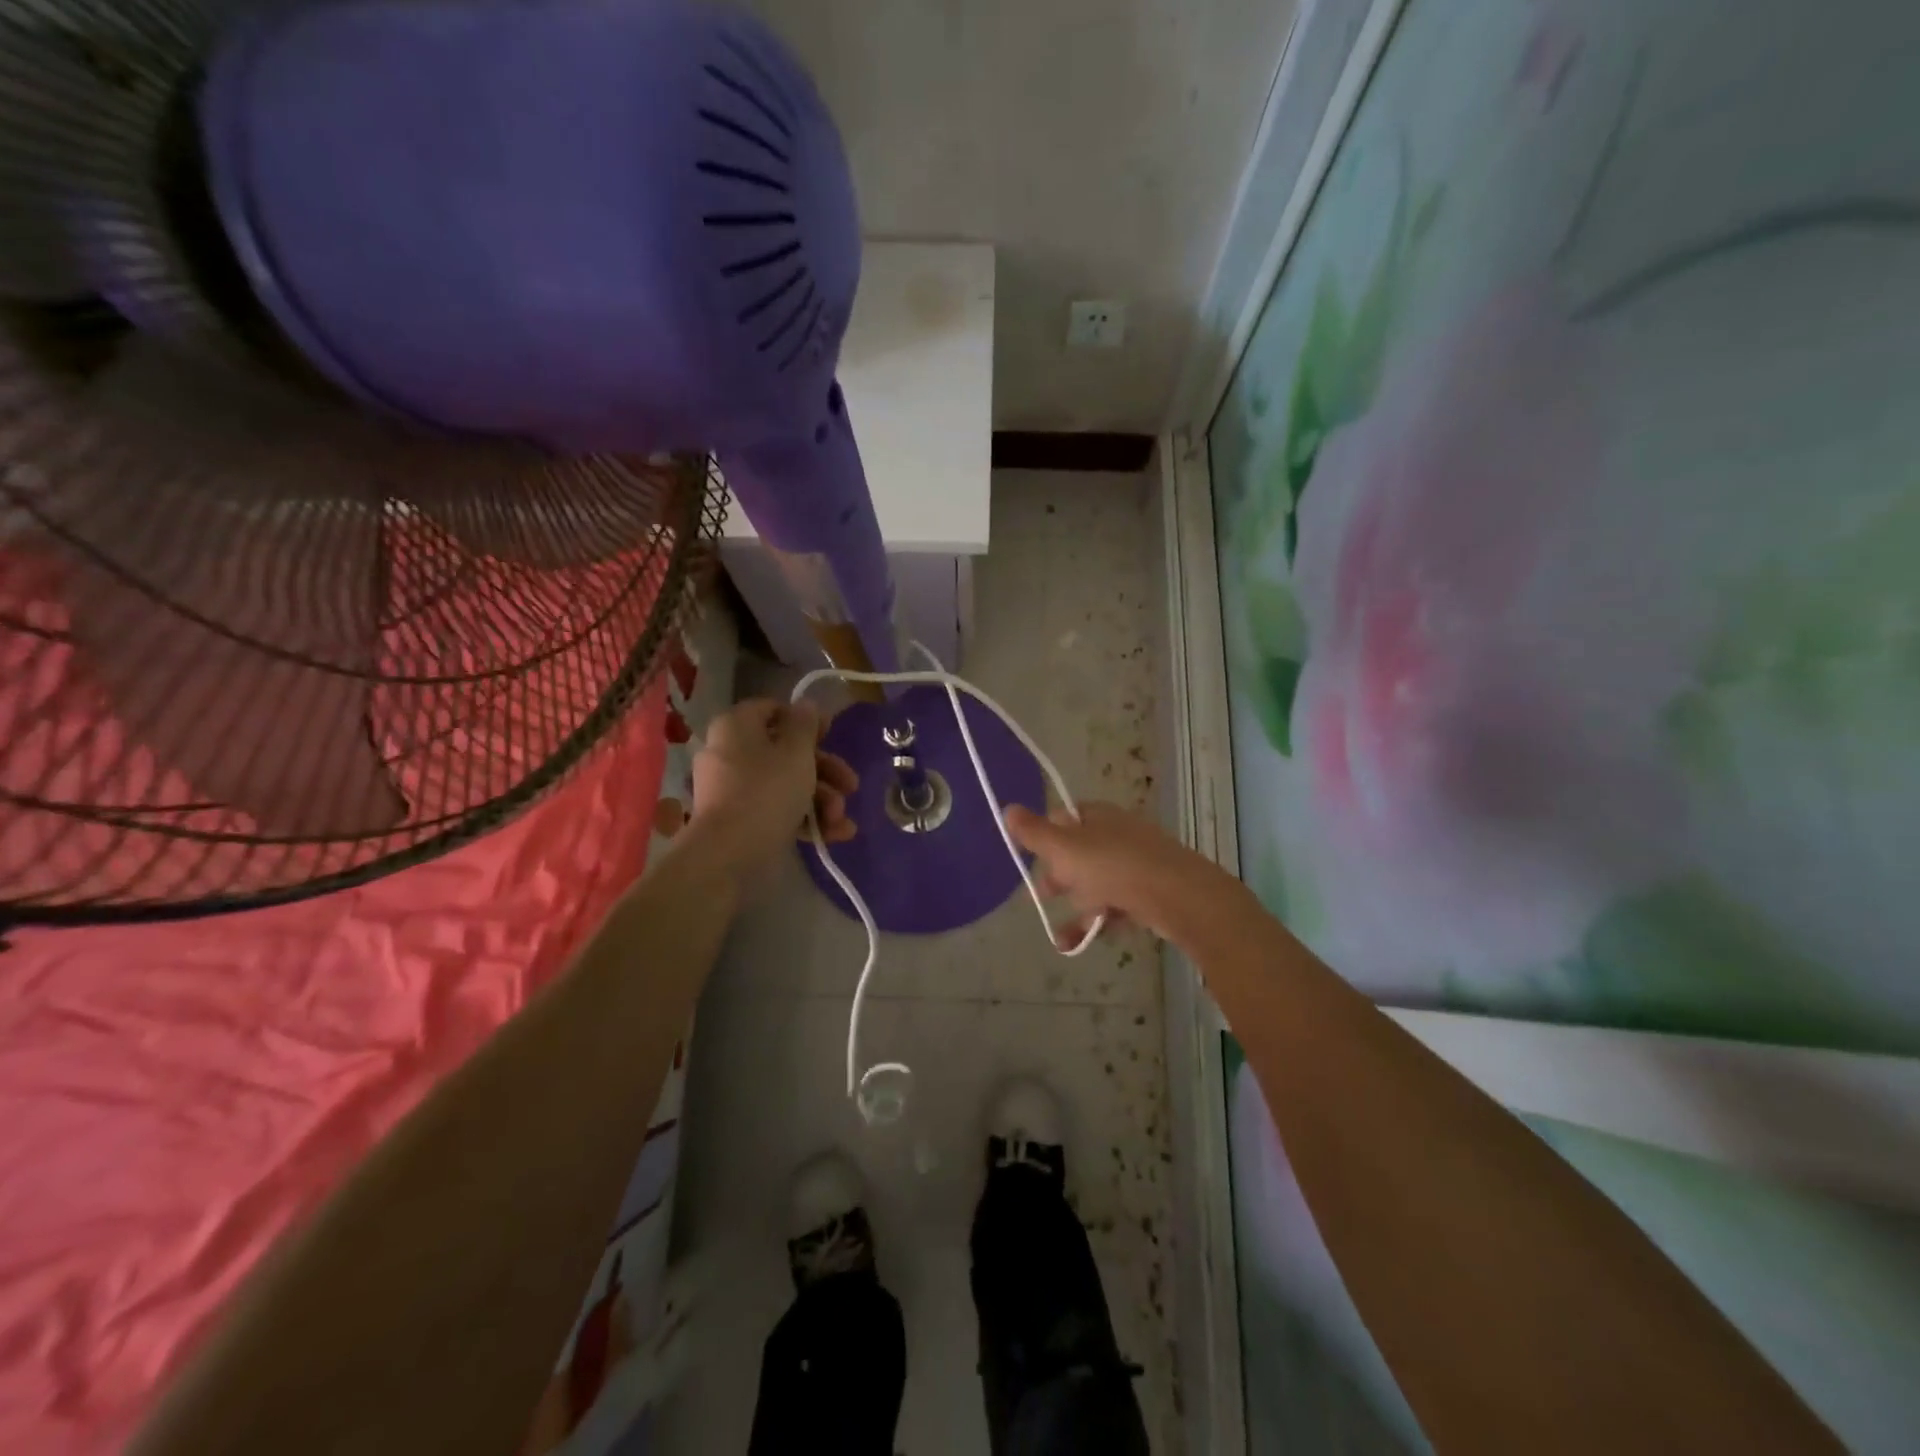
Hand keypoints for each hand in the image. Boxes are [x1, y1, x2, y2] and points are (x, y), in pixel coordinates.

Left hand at [688, 700, 857, 884]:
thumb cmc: (767, 791)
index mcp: (737, 726)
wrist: (728, 855)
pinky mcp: (739, 821)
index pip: (773, 710)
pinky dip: (805, 819)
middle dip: (825, 771)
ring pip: (786, 784)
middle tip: (851, 786)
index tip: (832, 734)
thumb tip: (806, 705)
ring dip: (822, 799)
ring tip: (841, 819)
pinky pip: (776, 810)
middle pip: (786, 752)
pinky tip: (836, 834)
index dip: (806, 720)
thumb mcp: (796, 753)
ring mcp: (733, 789)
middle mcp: (730, 753)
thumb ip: (805, 725)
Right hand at [1005, 801, 1234, 946]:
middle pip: (1078, 852)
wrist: (1178, 896)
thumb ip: (1034, 833)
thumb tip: (1008, 808)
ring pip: (1096, 882)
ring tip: (1061, 933)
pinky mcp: (1150, 893)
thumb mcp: (1065, 849)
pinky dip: (1096, 922)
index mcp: (1097, 816)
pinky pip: (1115, 905)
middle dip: (1059, 877)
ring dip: (1076, 906)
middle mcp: (1118, 834)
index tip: (1032, 859)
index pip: (1063, 818)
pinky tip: (1076, 944)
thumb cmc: (1114, 867)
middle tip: (1044, 894)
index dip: (1044, 838)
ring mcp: (1137, 863)